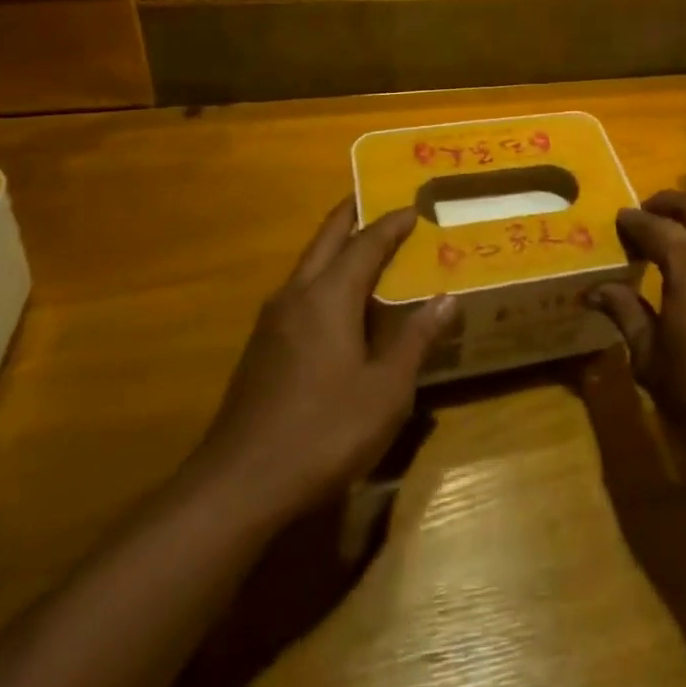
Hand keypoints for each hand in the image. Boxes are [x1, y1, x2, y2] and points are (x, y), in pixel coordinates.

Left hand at [188, 200, 455, 523]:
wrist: (238, 486)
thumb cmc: (323, 431)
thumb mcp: (386, 390)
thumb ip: (416, 340)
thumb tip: (446, 299)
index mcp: (329, 296)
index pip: (366, 243)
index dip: (392, 223)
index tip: (415, 207)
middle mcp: (297, 295)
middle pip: (327, 238)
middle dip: (353, 215)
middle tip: (379, 200)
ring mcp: (272, 322)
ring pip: (309, 264)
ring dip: (336, 247)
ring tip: (366, 246)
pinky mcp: (261, 348)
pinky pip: (299, 292)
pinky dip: (324, 278)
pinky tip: (338, 305)